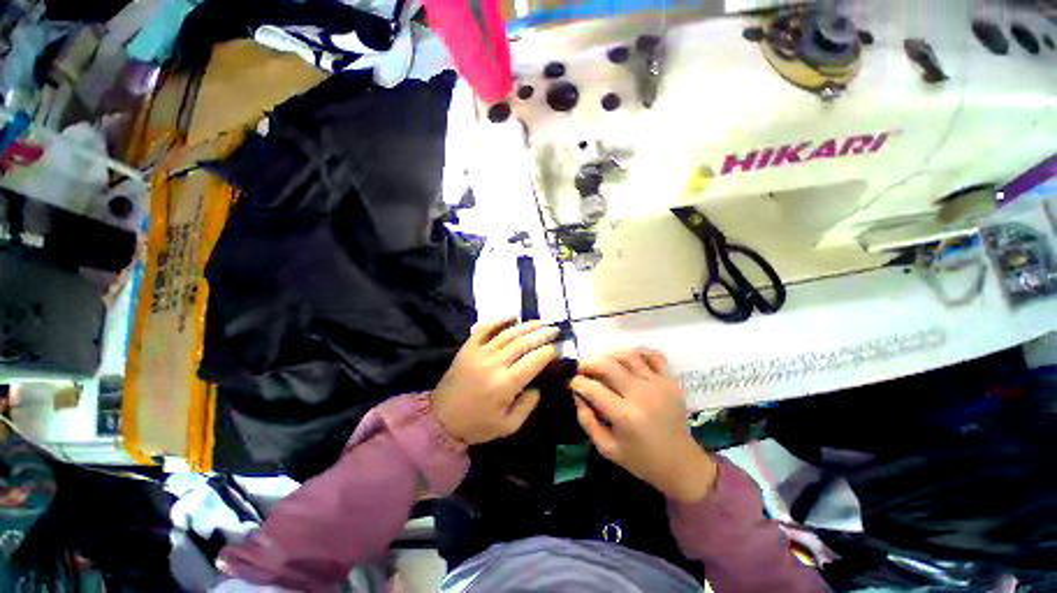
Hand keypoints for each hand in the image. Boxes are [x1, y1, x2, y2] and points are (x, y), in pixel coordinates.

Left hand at [432, 318, 559, 444]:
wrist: (440, 419)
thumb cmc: (477, 425)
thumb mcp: (508, 426)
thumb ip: (527, 406)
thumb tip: (537, 386)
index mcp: (505, 384)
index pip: (533, 361)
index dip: (548, 352)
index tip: (558, 348)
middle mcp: (494, 364)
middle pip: (523, 343)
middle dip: (542, 334)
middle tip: (555, 329)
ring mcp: (479, 352)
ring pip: (507, 333)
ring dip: (526, 325)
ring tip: (541, 321)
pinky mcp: (468, 347)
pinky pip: (485, 328)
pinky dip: (499, 319)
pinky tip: (512, 315)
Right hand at [569, 349, 717, 502]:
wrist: (682, 463)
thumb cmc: (641, 460)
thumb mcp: (607, 449)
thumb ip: (587, 421)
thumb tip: (577, 395)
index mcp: (625, 416)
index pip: (594, 389)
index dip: (577, 383)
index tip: (572, 383)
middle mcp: (641, 395)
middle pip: (608, 366)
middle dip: (588, 363)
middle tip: (581, 368)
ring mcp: (658, 385)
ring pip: (628, 356)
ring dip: (609, 355)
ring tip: (601, 362)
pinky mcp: (671, 381)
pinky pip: (654, 356)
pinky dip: (638, 352)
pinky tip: (627, 358)